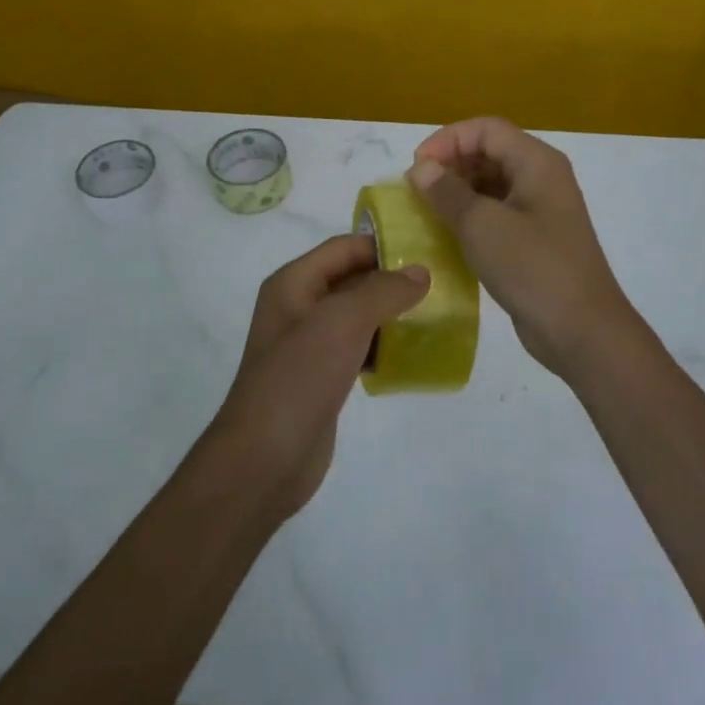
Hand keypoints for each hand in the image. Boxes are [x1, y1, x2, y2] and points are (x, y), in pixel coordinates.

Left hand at [209, 236, 429, 517]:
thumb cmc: (299, 377)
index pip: (343, 248)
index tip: (427, 254)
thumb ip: (383, 291)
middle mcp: (298, 307)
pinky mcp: (320, 378)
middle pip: (351, 280)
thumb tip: (420, 273)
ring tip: (434, 318)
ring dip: (390, 316)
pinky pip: (356, 349)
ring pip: (356, 316)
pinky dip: (381, 347)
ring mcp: (308, 345)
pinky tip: (410, 356)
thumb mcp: (342, 322)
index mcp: (293, 283)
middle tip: (439, 287)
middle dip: (391, 282)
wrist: (265, 458)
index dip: (382, 246)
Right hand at [409, 117, 639, 380]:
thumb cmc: (533, 268)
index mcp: (536, 162)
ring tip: (426, 212)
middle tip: (417, 191)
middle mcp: (541, 178)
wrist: (582, 331)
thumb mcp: (482, 226)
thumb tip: (420, 168)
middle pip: (489, 152)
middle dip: (450, 165)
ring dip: (457, 192)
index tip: (416, 167)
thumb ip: (447, 192)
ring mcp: (540, 210)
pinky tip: (448, 236)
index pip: (485, 129)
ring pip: (491, 184)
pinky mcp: (534, 240)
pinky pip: (497, 213)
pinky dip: (470, 217)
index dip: (447, 140)